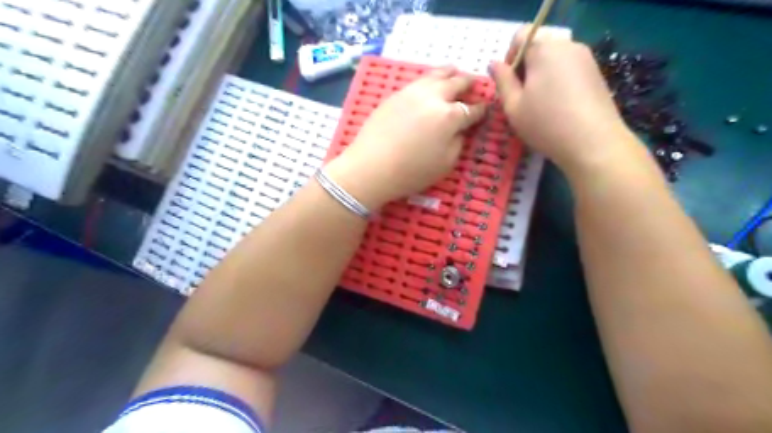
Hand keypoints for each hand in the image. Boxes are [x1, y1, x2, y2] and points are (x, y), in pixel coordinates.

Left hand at [327, 66, 483, 207]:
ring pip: (436, 74)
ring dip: (450, 73)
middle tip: (474, 84)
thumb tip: (460, 129)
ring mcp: (413, 92)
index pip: (472, 109)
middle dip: (468, 83)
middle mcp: (434, 97)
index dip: (481, 109)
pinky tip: (430, 83)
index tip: (485, 108)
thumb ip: (458, 142)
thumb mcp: (445, 163)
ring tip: (455, 72)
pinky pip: (419, 80)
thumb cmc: (411, 172)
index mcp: (450, 116)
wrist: (371, 167)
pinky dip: (430, 78)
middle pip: (457, 83)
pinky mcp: (396, 94)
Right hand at [487, 25, 638, 171]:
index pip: (520, 36)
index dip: (509, 58)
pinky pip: (569, 70)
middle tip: (522, 99)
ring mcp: (585, 58)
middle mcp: (567, 45)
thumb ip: (502, 81)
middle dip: (526, 69)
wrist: (592, 143)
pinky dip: (558, 82)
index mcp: (544, 49)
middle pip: (538, 48)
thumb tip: (494, 63)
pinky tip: (559, 108)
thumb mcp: (513, 106)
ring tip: (540, 106)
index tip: (509, 85)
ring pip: (554, 60)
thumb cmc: (545, 123)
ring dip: (541, 77)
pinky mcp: (596, 73)